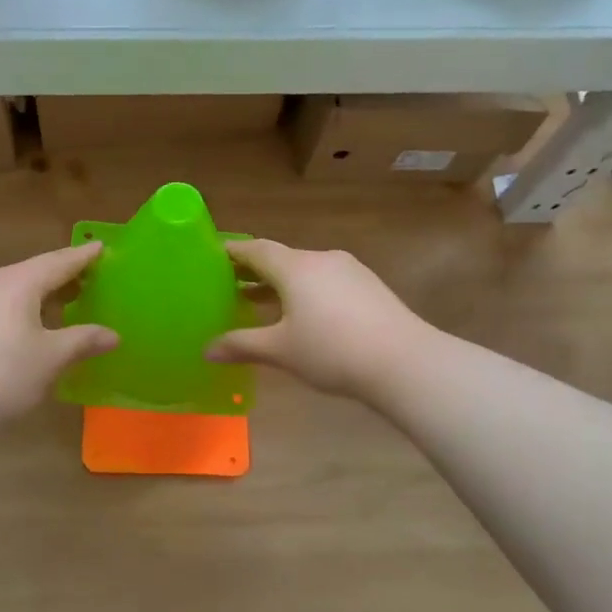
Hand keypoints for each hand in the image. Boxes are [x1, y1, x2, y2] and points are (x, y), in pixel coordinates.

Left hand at [0, 243, 117, 423]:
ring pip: (9, 288)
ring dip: (35, 295)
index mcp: (17, 282)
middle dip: (59, 278)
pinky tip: (22, 324)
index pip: (57, 262)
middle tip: (85, 282)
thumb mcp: (51, 359)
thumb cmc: (6, 373)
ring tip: (57, 306)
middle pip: (31, 273)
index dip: (82, 257)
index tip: (100, 247)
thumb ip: (83, 341)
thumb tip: (113, 335)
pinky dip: (13, 307)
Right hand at [206, 240, 426, 401]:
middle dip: (254, 271)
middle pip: (281, 258)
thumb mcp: (280, 350)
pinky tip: (303, 317)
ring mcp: (349, 271)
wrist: (405, 362)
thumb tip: (207, 350)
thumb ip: (242, 345)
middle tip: (229, 285)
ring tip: (261, 304)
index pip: (256, 249)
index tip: (213, 257)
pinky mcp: (369, 287)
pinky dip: (305, 292)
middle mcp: (321, 259)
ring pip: (305, 271)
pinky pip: (326, 282)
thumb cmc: (332, 350)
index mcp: (295, 267)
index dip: (233, 252)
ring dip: (281, 284)